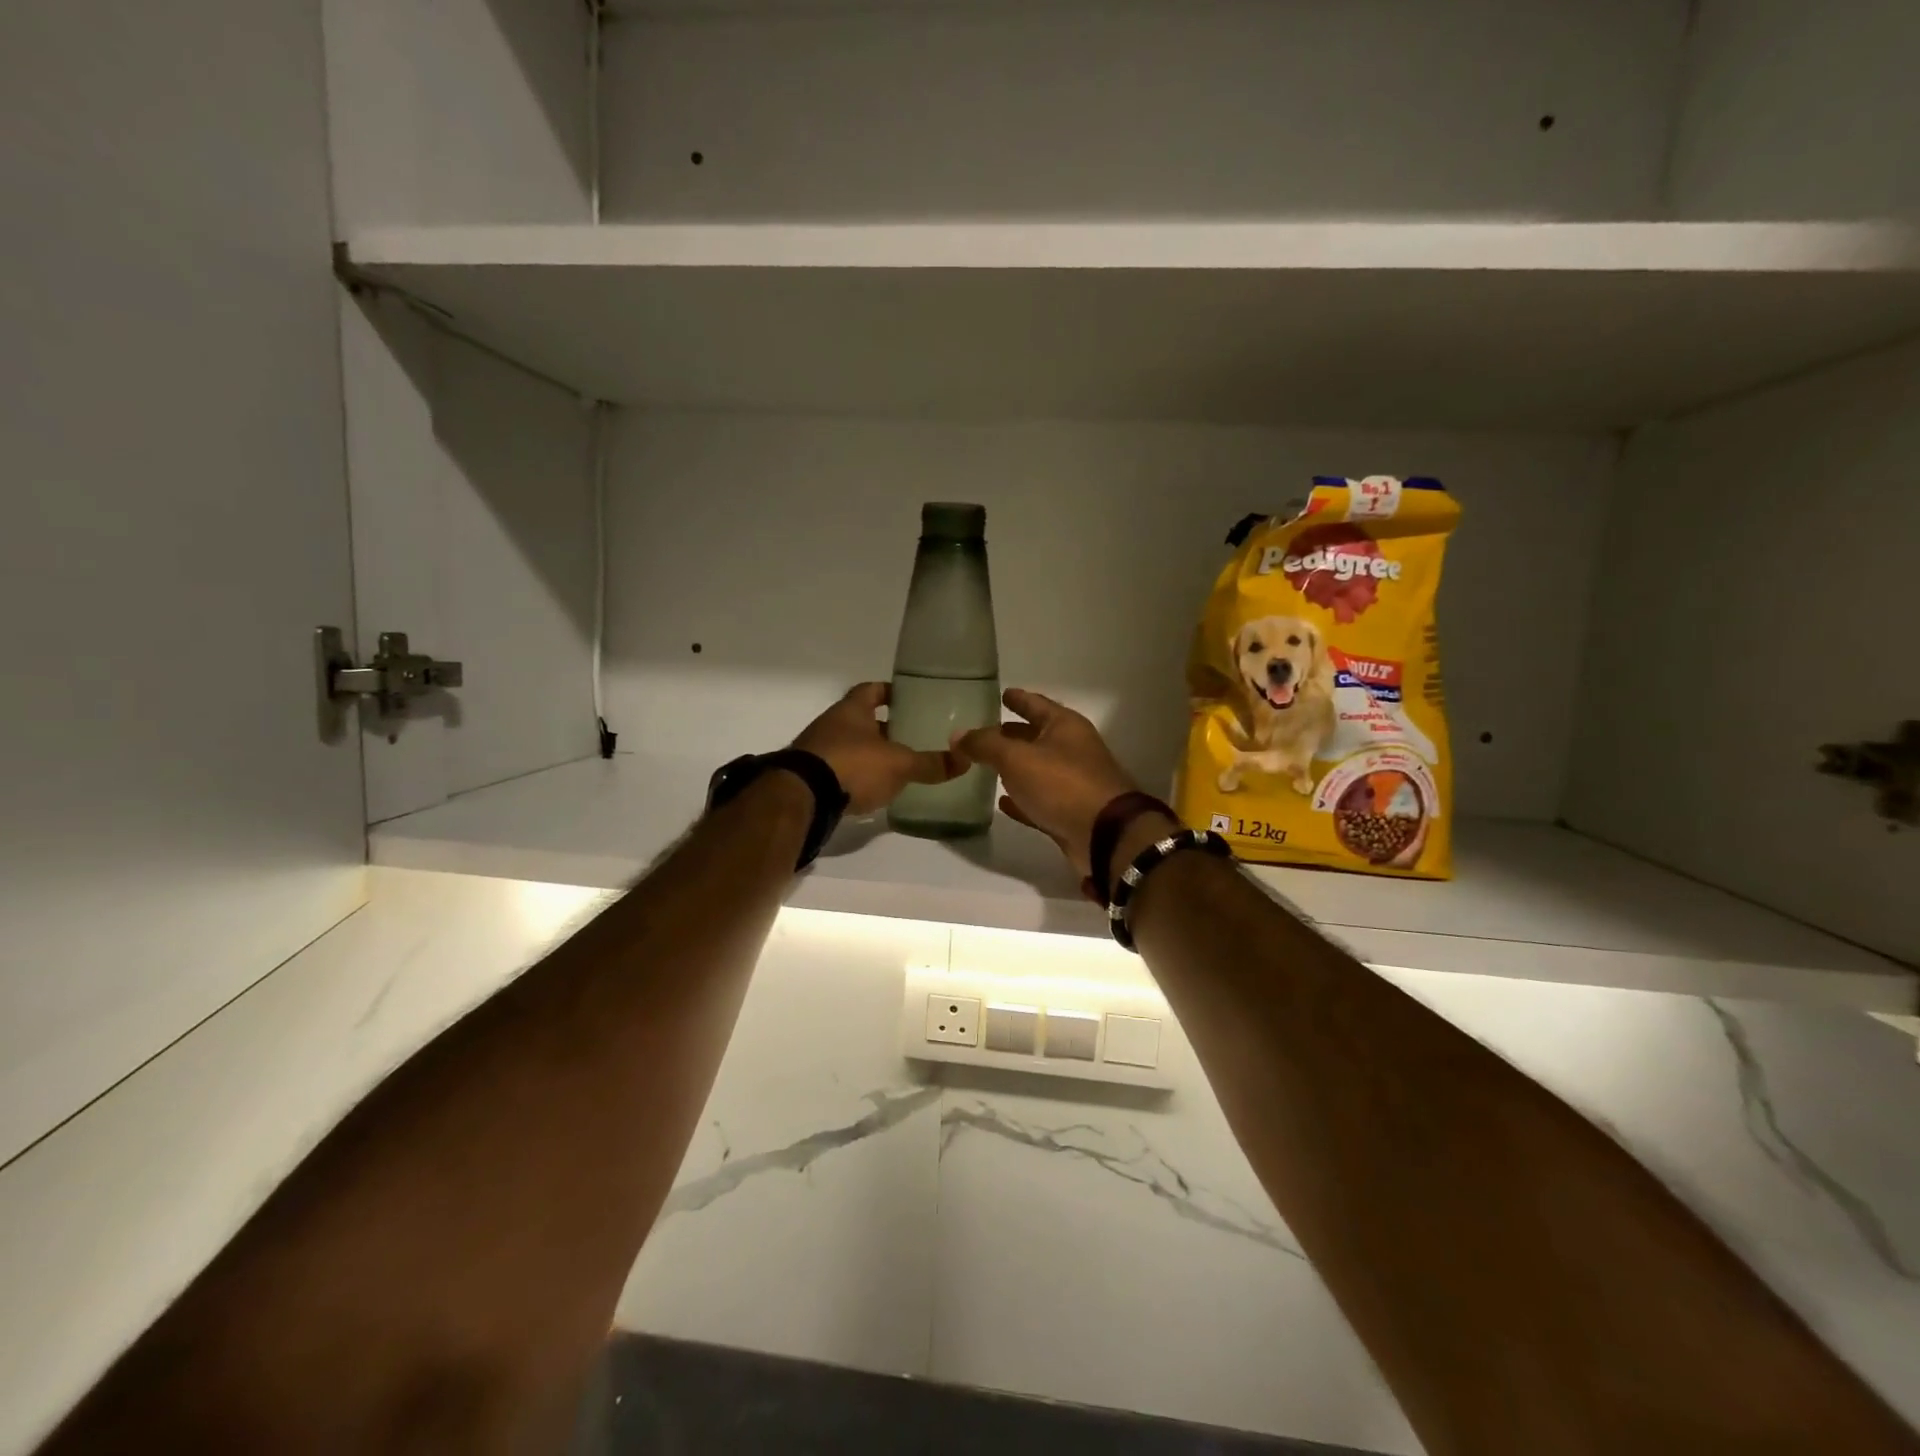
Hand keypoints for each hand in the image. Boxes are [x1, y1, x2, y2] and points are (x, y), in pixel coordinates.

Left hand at [794, 682, 959, 815]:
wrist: (803, 796)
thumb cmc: (853, 765)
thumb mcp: (899, 764)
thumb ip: (930, 763)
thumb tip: (966, 760)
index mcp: (851, 710)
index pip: (871, 690)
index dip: (889, 692)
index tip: (908, 698)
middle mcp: (831, 724)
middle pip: (861, 720)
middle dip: (884, 727)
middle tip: (911, 736)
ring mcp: (817, 751)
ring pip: (850, 746)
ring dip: (869, 753)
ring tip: (897, 765)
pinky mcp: (812, 778)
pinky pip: (839, 770)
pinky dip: (856, 776)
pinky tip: (873, 788)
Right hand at [950, 689, 1140, 877]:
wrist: (1104, 836)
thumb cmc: (1062, 784)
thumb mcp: (1016, 758)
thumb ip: (985, 744)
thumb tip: (958, 735)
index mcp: (1065, 726)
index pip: (1036, 704)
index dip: (1018, 699)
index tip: (1002, 693)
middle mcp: (1072, 750)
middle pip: (1037, 736)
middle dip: (1012, 734)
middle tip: (984, 733)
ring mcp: (1073, 783)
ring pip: (1037, 769)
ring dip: (1015, 767)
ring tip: (987, 765)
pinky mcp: (1069, 813)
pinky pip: (1039, 800)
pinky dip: (1022, 799)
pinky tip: (1002, 802)